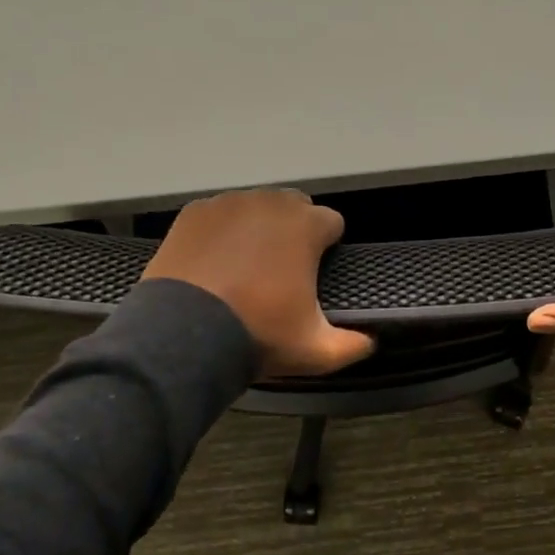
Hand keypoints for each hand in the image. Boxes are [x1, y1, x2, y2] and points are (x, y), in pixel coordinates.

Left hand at [140, 189, 374, 378]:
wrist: (185, 334)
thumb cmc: (258, 335)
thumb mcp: (315, 351)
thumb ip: (352, 345)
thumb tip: (370, 341)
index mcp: (305, 226)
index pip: (332, 222)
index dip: (329, 247)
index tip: (318, 272)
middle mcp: (269, 203)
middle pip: (294, 207)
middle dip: (295, 231)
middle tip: (284, 271)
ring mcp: (227, 204)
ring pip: (255, 207)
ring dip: (259, 229)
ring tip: (247, 267)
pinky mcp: (193, 213)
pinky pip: (220, 214)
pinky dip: (223, 232)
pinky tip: (216, 262)